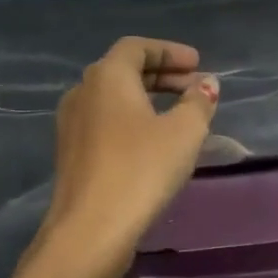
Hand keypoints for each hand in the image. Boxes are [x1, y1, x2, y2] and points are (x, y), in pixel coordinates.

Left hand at [27, 38, 219, 277]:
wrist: (90, 230)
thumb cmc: (141, 169)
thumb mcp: (184, 132)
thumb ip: (198, 102)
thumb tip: (206, 84)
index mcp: (107, 77)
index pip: (137, 47)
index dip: (170, 51)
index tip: (197, 64)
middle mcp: (83, 93)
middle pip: (124, 71)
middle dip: (162, 75)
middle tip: (194, 88)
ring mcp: (72, 125)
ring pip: (114, 99)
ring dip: (147, 99)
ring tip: (179, 115)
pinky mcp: (71, 155)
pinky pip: (106, 122)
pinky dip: (132, 120)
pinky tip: (154, 142)